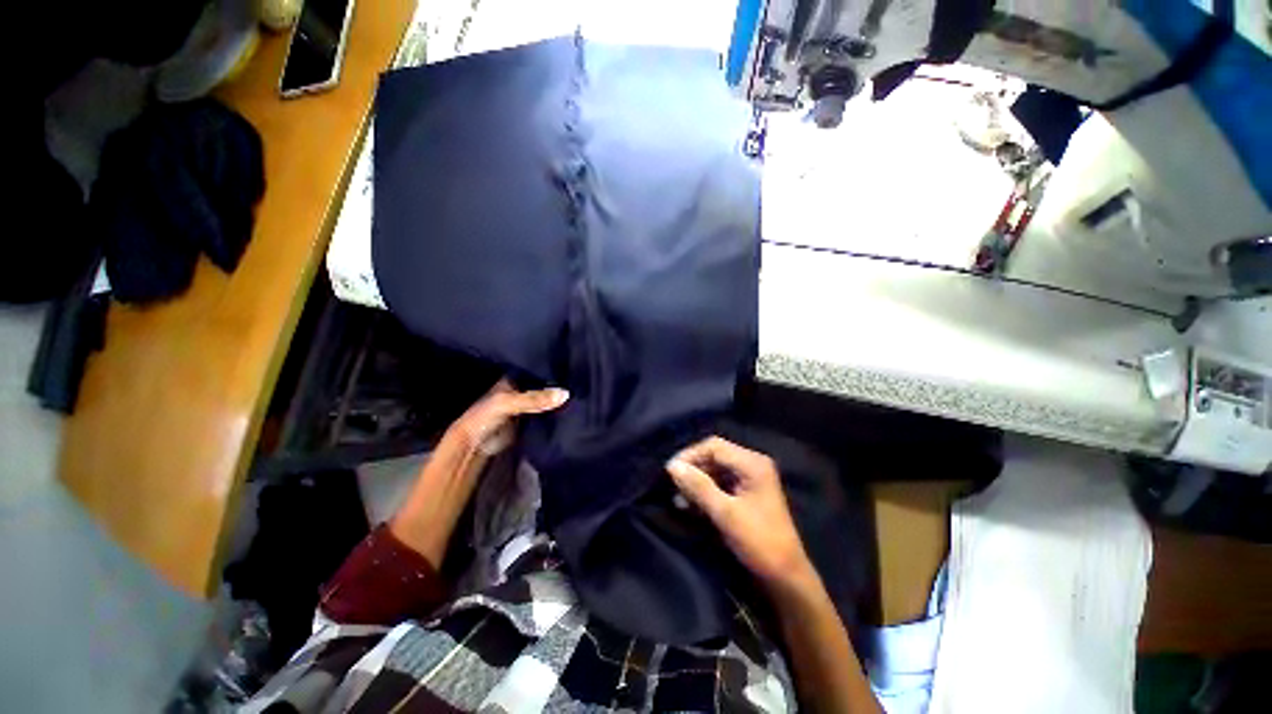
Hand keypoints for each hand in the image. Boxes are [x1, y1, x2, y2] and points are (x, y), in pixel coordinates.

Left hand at [391, 379, 566, 565]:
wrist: (471, 450)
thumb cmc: (482, 419)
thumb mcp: (507, 404)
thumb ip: (534, 399)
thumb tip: (565, 394)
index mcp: (510, 380)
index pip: (534, 369)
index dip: (550, 367)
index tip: (571, 363)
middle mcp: (519, 391)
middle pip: (542, 385)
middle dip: (556, 383)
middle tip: (580, 378)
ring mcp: (525, 408)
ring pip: (544, 399)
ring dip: (557, 398)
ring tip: (581, 390)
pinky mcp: (529, 422)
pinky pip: (545, 413)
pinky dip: (555, 411)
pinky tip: (571, 407)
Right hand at [666, 437, 812, 589]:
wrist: (786, 577)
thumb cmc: (759, 542)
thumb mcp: (725, 513)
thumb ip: (698, 486)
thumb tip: (672, 466)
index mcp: (752, 463)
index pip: (714, 446)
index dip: (690, 455)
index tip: (670, 472)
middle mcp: (752, 465)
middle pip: (714, 456)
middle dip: (693, 469)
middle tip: (672, 486)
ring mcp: (750, 479)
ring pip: (715, 470)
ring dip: (696, 482)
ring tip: (678, 498)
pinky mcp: (746, 494)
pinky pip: (720, 484)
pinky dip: (705, 491)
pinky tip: (690, 504)